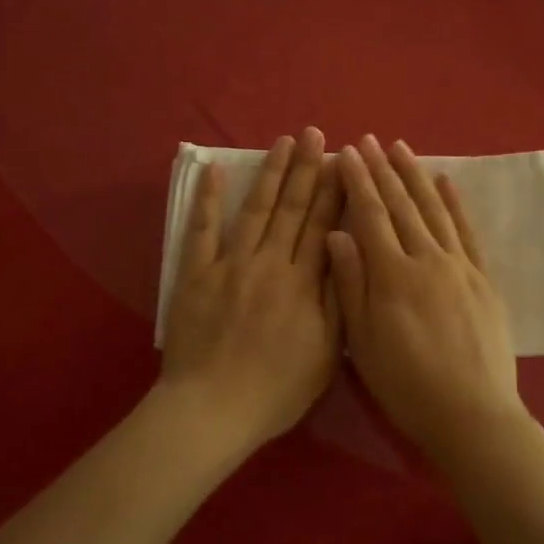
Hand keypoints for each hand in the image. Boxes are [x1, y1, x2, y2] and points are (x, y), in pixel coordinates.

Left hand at [160, 128, 342, 449]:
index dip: (333, 190)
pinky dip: (208, 200)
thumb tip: (347, 248)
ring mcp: (229, 265)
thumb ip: (339, 298)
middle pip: (291, 208)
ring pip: (255, 210)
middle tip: (315, 134)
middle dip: (306, 168)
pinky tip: (215, 171)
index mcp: (302, 282)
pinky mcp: (196, 274)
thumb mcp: (326, 352)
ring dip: (270, 173)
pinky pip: (202, 231)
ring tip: (282, 141)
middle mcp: (269, 263)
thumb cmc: (277, 388)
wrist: (212, 409)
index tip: (341, 159)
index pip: (322, 225)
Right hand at [327, 136, 522, 463]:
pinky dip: (456, 204)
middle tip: (369, 139)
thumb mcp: (363, 341)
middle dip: (383, 169)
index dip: (357, 182)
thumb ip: (350, 283)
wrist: (471, 414)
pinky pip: (467, 232)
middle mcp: (427, 259)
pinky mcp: (483, 279)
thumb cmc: (407, 384)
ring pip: (434, 210)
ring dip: (416, 176)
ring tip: (402, 147)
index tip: (346, 153)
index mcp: (392, 274)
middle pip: (402, 205)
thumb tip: (337, 233)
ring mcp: (459, 266)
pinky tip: (447, 182)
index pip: (371, 215)